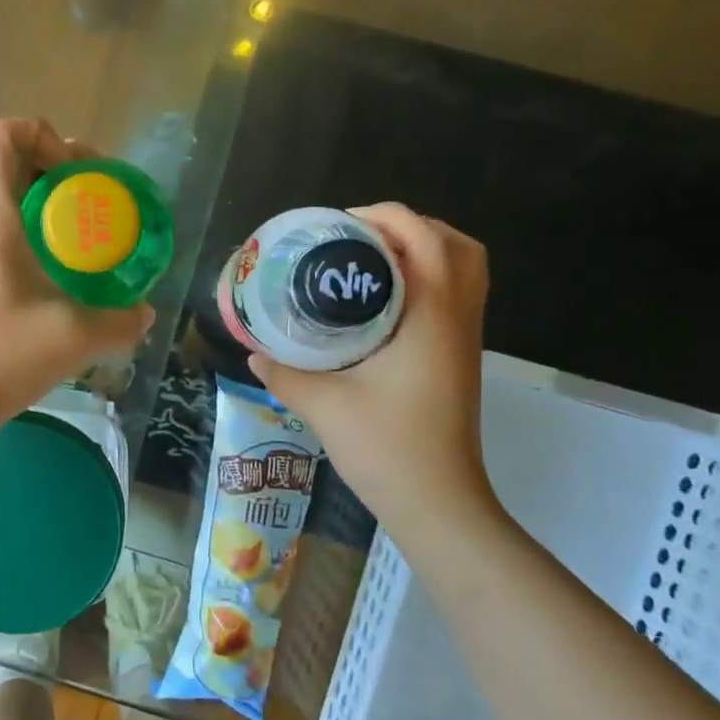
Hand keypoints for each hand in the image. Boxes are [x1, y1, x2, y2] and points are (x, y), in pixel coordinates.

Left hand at [0, 119, 153, 425]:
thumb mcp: (74, 338)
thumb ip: (120, 321)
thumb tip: (144, 313)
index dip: (39, 134)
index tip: (75, 174)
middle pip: (4, 163)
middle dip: (54, 168)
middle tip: (94, 200)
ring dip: (41, 203)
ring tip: (80, 236)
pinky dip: (26, 233)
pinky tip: (52, 276)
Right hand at [249, 204, 493, 528]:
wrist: (437, 502)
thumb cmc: (386, 448)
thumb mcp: (322, 405)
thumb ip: (283, 372)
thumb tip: (254, 351)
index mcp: (430, 317)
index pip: (424, 239)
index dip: (386, 217)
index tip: (339, 225)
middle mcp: (457, 318)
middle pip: (456, 244)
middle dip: (409, 227)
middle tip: (357, 239)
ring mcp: (465, 339)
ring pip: (463, 269)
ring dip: (423, 251)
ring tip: (369, 261)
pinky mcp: (460, 357)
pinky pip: (456, 295)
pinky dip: (428, 279)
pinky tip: (380, 303)